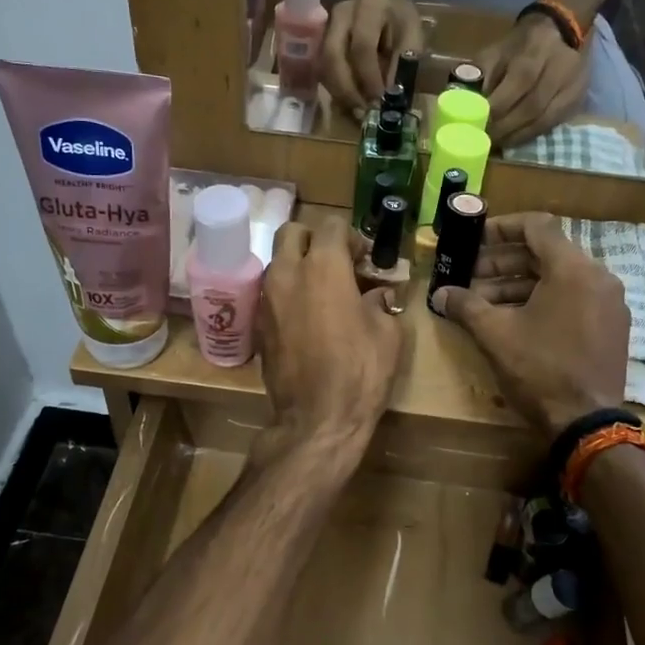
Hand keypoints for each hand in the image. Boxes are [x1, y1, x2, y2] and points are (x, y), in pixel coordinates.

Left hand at [259, 213, 408, 452]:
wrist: (317, 419)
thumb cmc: (361, 371)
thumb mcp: (387, 333)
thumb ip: (380, 302)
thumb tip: (375, 295)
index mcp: (323, 266)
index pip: (332, 225)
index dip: (352, 237)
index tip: (365, 259)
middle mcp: (287, 273)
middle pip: (292, 232)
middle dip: (314, 240)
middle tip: (337, 263)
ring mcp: (266, 299)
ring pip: (277, 262)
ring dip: (298, 266)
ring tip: (323, 292)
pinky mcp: (258, 325)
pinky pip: (271, 293)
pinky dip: (288, 294)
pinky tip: (308, 318)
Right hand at [322, 0, 423, 116]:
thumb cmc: (400, 19)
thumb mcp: (412, 35)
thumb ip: (403, 62)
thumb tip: (390, 96)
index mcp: (369, 7)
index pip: (362, 46)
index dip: (369, 78)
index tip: (378, 101)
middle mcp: (341, 14)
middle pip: (333, 56)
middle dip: (347, 90)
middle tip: (362, 113)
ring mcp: (326, 27)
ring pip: (323, 65)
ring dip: (339, 93)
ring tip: (356, 111)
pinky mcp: (320, 40)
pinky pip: (322, 69)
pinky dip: (334, 88)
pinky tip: (349, 101)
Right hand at [430, 213, 625, 434]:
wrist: (586, 423)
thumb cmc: (540, 370)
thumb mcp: (496, 334)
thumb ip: (466, 306)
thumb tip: (440, 294)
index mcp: (573, 269)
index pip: (537, 226)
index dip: (501, 228)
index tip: (474, 239)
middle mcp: (598, 277)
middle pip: (545, 253)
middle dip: (502, 263)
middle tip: (469, 276)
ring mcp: (609, 303)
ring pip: (558, 279)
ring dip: (518, 285)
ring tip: (483, 302)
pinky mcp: (611, 327)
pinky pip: (573, 299)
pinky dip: (542, 301)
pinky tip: (513, 321)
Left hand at [476, 14, 588, 147]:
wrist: (560, 29)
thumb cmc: (519, 45)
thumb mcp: (496, 51)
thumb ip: (481, 75)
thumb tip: (464, 105)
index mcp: (534, 51)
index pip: (518, 83)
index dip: (497, 107)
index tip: (477, 124)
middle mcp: (558, 68)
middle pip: (532, 106)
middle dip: (505, 127)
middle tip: (485, 140)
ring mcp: (572, 85)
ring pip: (544, 119)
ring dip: (517, 136)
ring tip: (498, 143)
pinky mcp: (578, 99)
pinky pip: (553, 124)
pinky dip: (532, 135)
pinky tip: (515, 139)